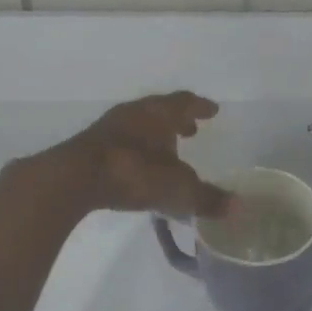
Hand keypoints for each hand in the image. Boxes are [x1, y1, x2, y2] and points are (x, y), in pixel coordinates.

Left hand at [20, 91, 231, 220]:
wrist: (74, 178)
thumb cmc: (134, 173)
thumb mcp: (176, 190)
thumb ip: (206, 198)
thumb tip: (237, 208)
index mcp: (160, 113)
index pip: (185, 102)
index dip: (200, 107)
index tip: (212, 110)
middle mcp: (136, 112)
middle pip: (160, 109)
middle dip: (177, 119)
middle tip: (190, 129)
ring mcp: (109, 126)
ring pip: (138, 123)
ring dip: (154, 132)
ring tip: (165, 147)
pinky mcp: (90, 144)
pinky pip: (121, 139)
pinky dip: (135, 146)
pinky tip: (137, 163)